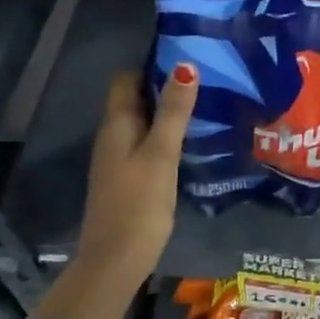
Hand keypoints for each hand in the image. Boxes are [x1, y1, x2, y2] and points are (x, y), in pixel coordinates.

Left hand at [64, 66, 197, 312]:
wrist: (115, 260)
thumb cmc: (139, 204)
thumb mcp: (160, 155)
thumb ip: (174, 113)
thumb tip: (186, 66)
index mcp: (116, 125)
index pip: (127, 79)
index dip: (152, 66)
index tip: (187, 58)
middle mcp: (113, 137)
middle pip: (136, 100)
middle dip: (165, 88)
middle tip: (207, 80)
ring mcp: (119, 160)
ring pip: (143, 125)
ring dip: (168, 114)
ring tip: (206, 107)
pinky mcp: (129, 180)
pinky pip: (146, 147)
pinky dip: (166, 138)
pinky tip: (191, 144)